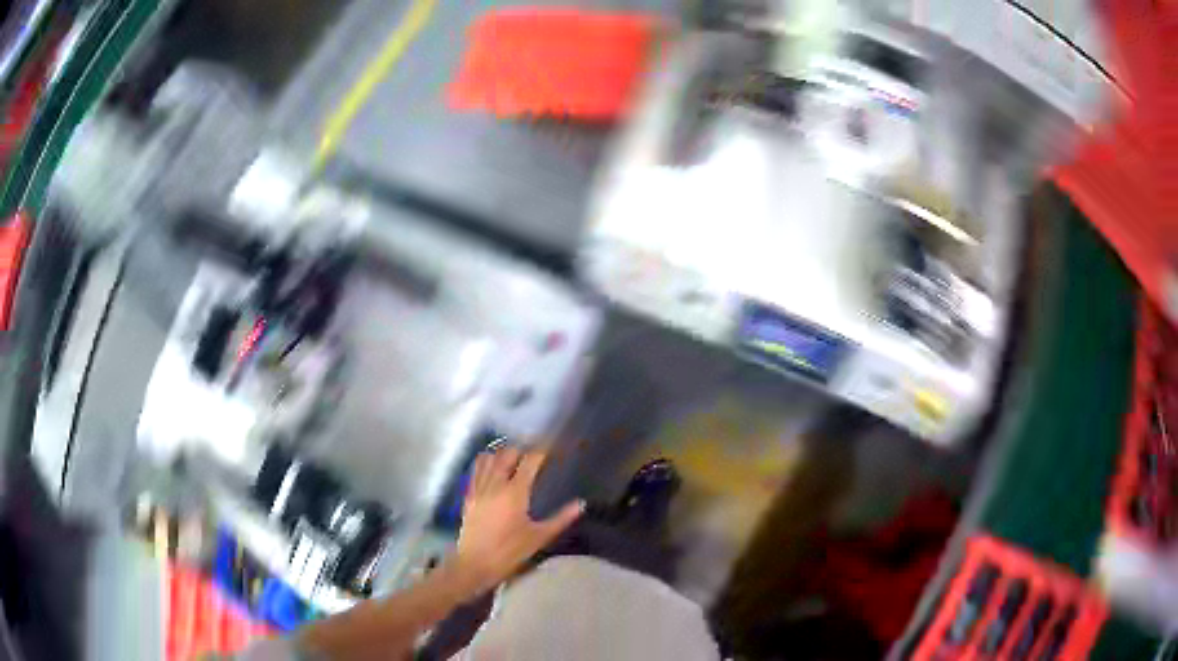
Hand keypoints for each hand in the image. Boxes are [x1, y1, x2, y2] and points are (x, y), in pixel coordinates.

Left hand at [454, 447, 583, 594]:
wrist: (475, 563)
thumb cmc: (510, 552)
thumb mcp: (539, 537)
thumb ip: (561, 518)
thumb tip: (581, 504)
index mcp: (515, 492)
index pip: (530, 461)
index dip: (542, 452)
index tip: (552, 450)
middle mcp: (495, 484)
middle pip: (507, 453)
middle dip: (522, 450)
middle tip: (533, 457)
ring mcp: (479, 488)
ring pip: (489, 458)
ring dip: (502, 454)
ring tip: (513, 460)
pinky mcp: (468, 495)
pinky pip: (475, 469)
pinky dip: (485, 463)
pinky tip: (492, 469)